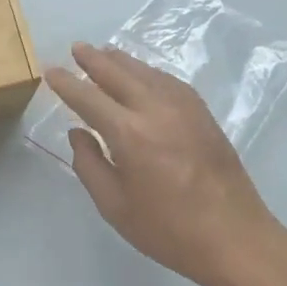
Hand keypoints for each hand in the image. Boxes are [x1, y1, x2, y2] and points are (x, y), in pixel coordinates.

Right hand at [45, 43, 284, 285]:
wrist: (234, 238)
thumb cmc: (168, 230)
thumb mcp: (114, 206)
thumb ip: (89, 165)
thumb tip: (78, 133)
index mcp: (129, 134)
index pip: (88, 99)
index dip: (67, 84)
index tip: (51, 71)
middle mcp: (155, 110)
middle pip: (119, 74)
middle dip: (94, 59)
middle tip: (77, 47)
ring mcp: (184, 108)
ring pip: (146, 72)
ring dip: (122, 61)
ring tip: (105, 53)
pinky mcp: (203, 114)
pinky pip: (169, 81)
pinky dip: (149, 72)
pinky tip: (143, 75)